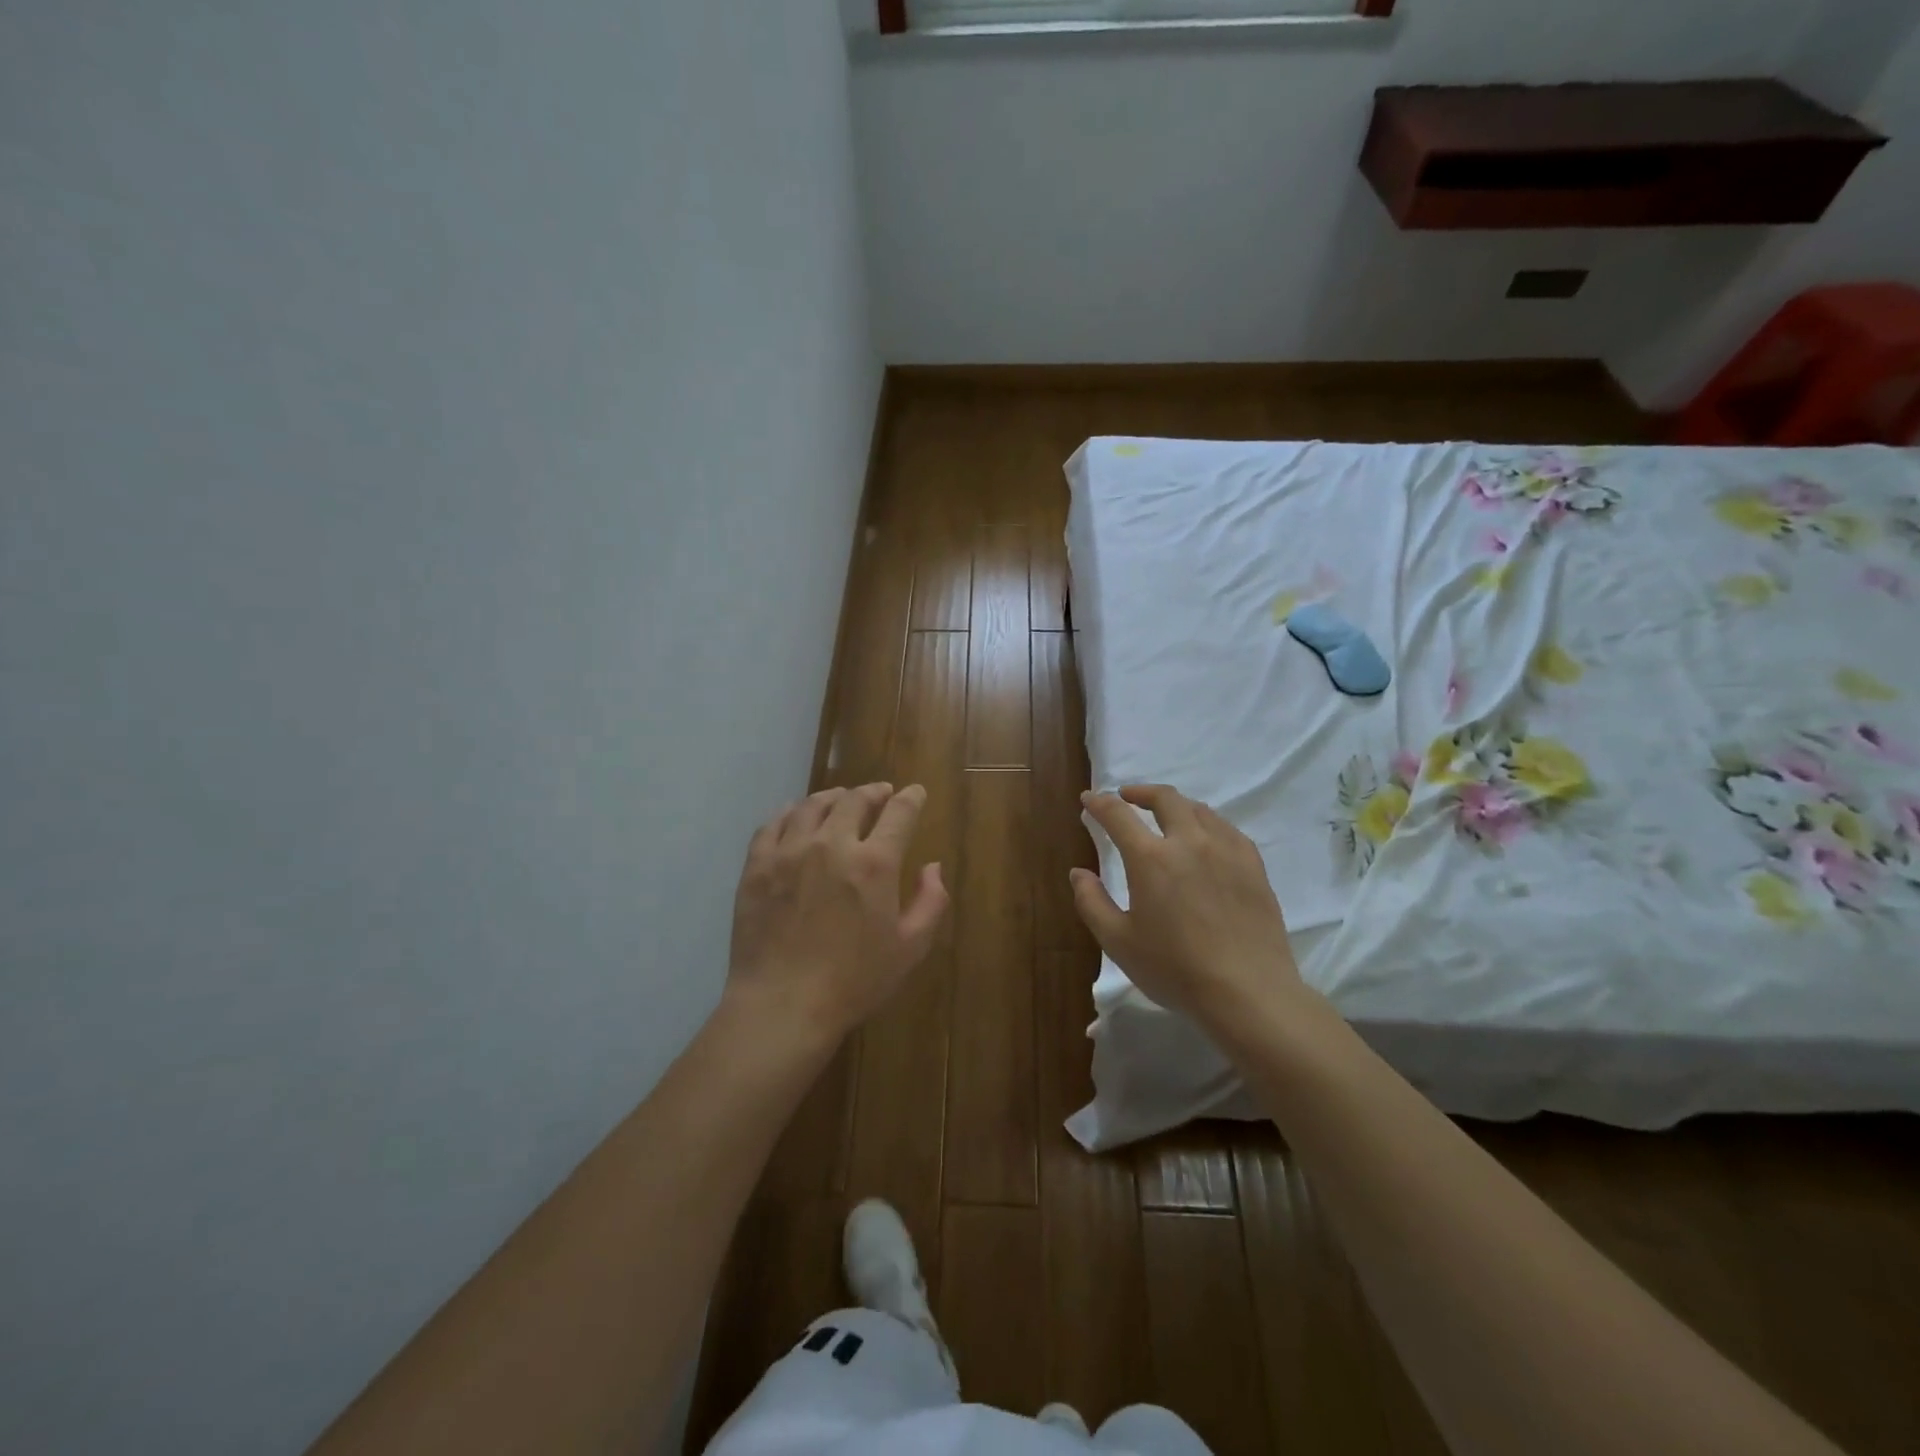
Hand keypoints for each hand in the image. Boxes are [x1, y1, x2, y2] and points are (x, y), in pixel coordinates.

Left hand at [727, 783, 948, 1042]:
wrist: (783, 1005)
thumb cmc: (854, 981)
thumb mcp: (910, 948)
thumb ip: (930, 902)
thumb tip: (932, 866)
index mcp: (874, 863)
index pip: (898, 813)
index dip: (910, 798)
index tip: (914, 793)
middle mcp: (832, 844)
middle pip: (854, 800)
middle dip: (872, 792)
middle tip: (879, 794)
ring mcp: (789, 852)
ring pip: (812, 806)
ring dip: (832, 797)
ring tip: (839, 799)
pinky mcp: (757, 866)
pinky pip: (772, 824)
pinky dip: (789, 813)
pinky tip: (794, 815)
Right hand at [1072, 784, 1303, 1027]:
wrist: (1248, 993)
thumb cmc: (1175, 970)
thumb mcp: (1118, 942)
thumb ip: (1091, 902)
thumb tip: (1078, 872)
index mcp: (1150, 858)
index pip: (1118, 815)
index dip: (1099, 803)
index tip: (1089, 798)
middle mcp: (1189, 842)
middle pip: (1165, 799)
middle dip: (1141, 792)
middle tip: (1127, 798)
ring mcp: (1226, 850)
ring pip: (1199, 810)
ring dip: (1175, 805)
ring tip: (1166, 817)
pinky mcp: (1253, 866)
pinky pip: (1228, 829)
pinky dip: (1208, 823)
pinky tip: (1206, 839)